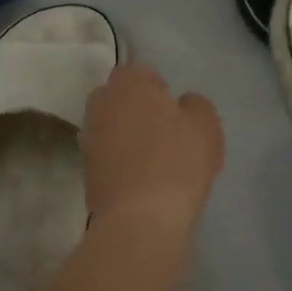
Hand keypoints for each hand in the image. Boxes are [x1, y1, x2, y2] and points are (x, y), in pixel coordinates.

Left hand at [82, 63, 224, 229]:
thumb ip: (196, 105)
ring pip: (109, 128)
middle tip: (163, 130)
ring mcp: (88, 140)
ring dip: (125, 136)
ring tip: (153, 158)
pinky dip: (120, 162)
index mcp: (127, 85)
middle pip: (117, 98)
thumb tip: (182, 104)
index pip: (138, 72)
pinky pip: (106, 156)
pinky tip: (142, 180)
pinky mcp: (85, 173)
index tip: (173, 108)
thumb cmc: (178, 161)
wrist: (141, 218)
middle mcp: (100, 106)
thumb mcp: (206, 125)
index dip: (157, 87)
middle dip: (135, 108)